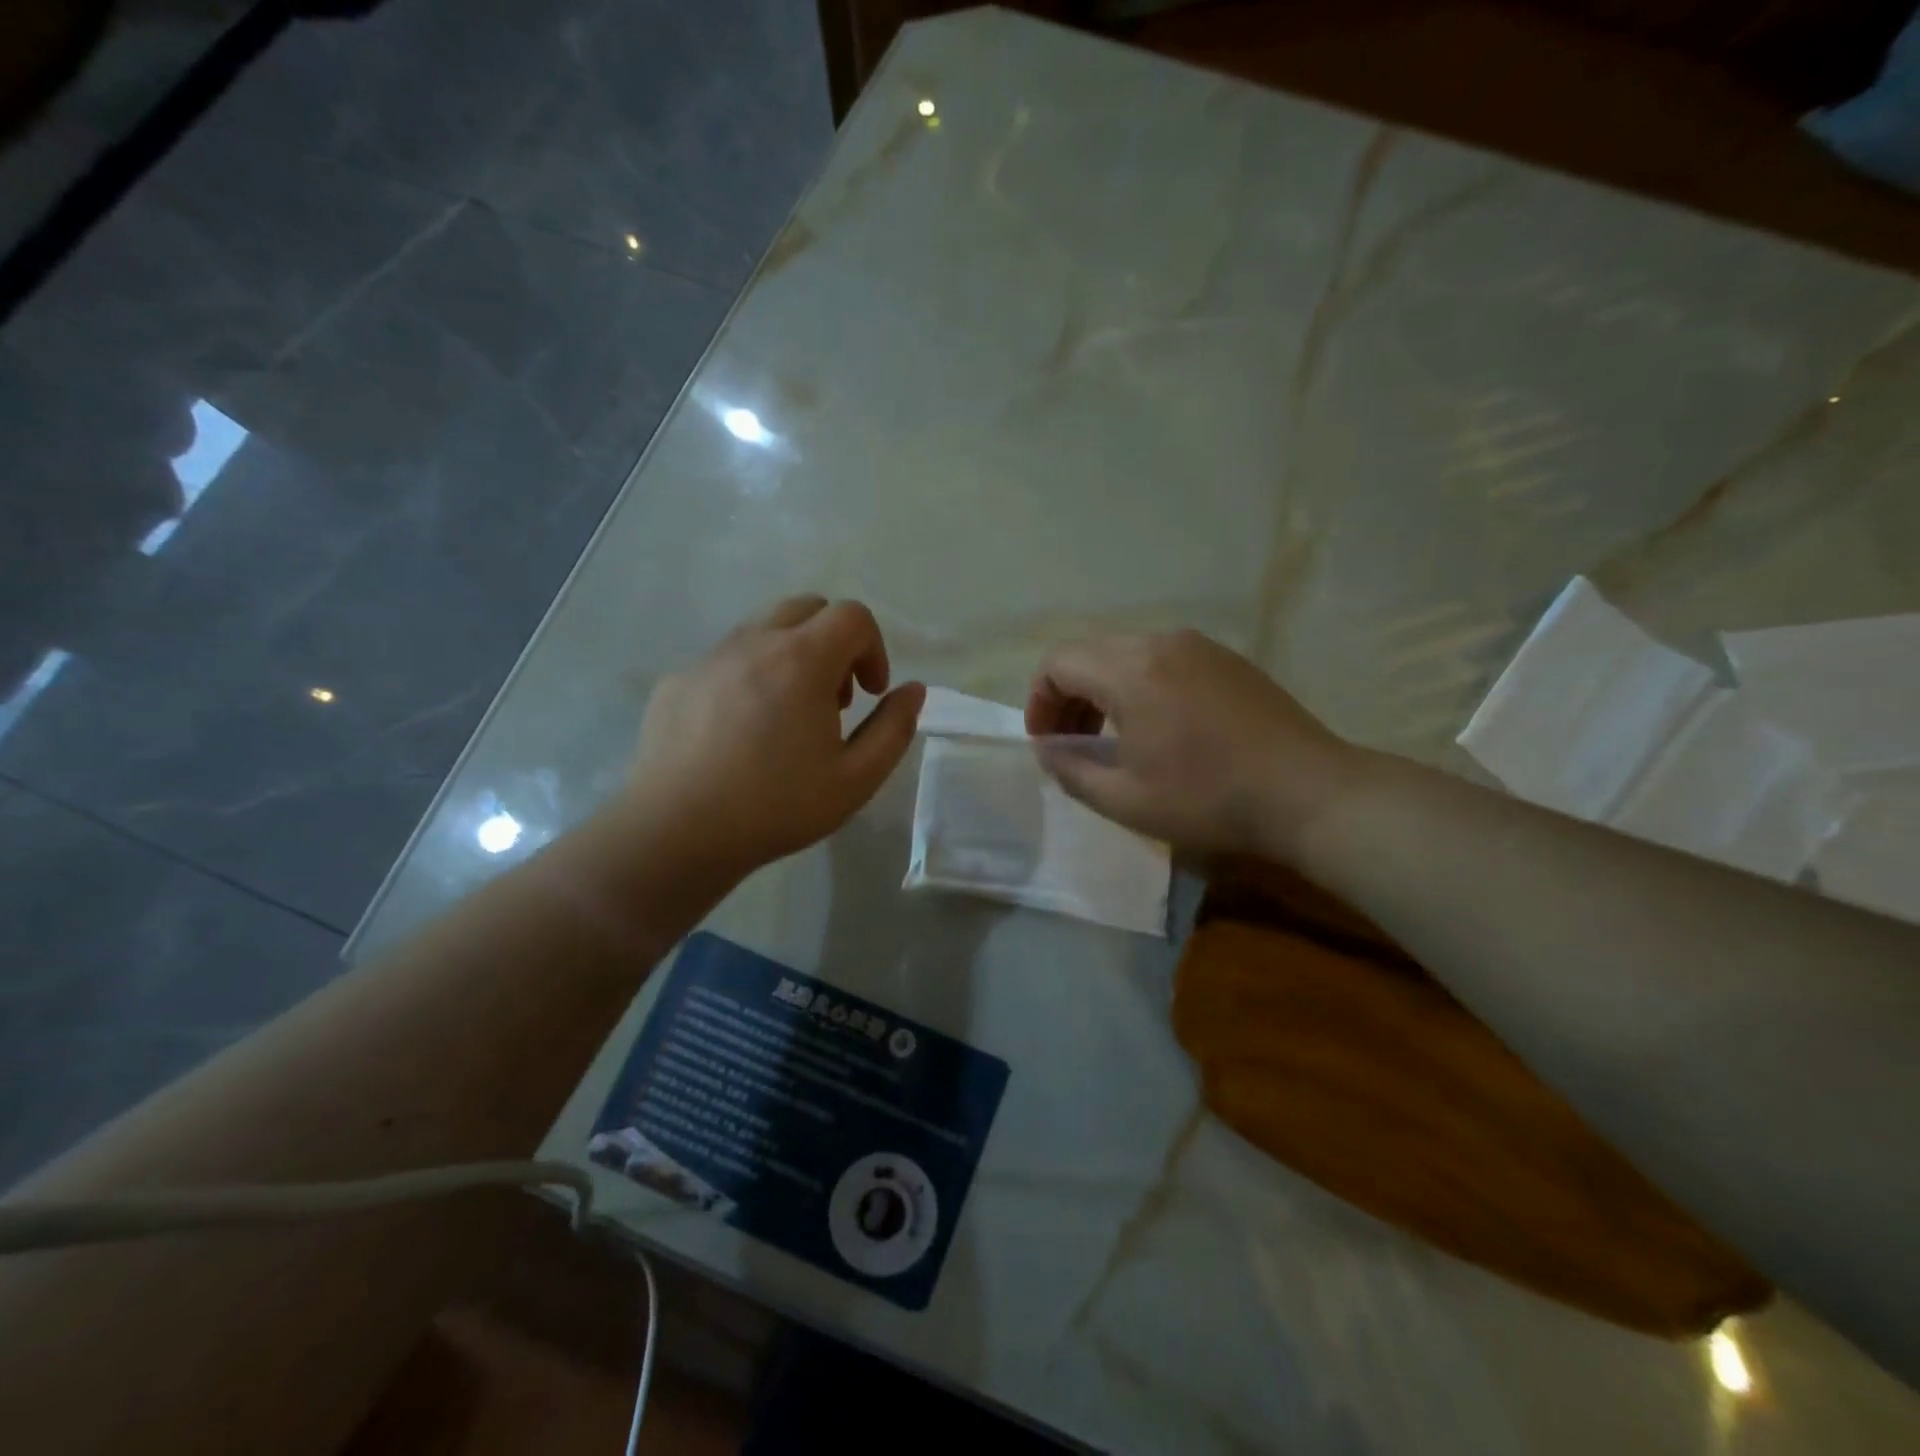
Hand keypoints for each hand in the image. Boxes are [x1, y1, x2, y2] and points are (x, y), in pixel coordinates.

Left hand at [627, 596, 924, 875]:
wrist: (676, 832)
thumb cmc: (776, 806)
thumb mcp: (856, 779)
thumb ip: (894, 728)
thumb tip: (912, 690)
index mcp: (802, 659)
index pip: (852, 615)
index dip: (873, 648)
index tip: (870, 694)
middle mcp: (754, 642)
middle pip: (807, 608)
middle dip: (833, 643)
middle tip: (833, 699)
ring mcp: (709, 658)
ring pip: (763, 629)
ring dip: (791, 656)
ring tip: (787, 715)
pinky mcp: (677, 679)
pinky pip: (726, 658)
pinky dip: (749, 676)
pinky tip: (739, 732)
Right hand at [1024, 629, 1362, 860]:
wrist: (1307, 792)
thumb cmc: (1208, 798)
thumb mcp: (1125, 799)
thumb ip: (1071, 770)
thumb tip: (1047, 750)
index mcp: (1130, 670)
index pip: (1058, 662)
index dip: (1040, 700)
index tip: (1047, 741)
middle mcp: (1160, 643)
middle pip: (1090, 652)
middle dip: (1068, 694)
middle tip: (1071, 741)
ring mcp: (1198, 646)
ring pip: (1126, 652)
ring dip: (1103, 688)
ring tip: (1111, 735)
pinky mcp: (1226, 658)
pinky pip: (1162, 658)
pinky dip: (1140, 683)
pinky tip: (1157, 725)